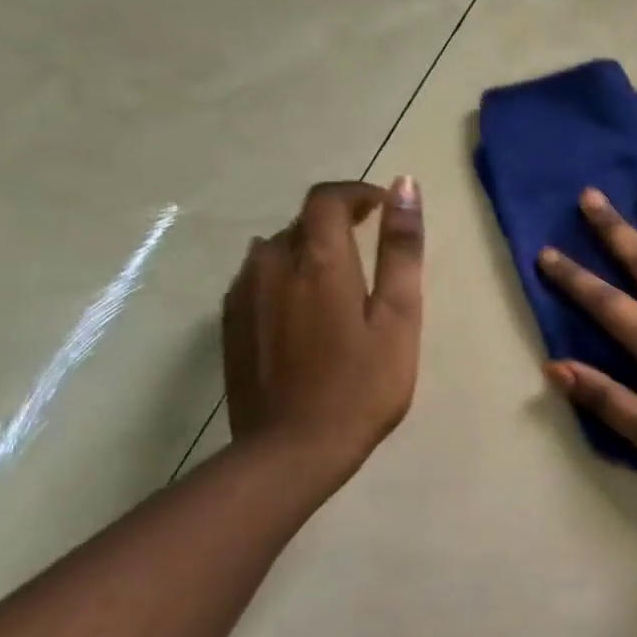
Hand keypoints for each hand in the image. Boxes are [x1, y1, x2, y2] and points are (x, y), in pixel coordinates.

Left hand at [222, 177, 424, 485]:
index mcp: (319, 260)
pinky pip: (255, 278)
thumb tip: (405, 185)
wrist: (292, 451)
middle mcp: (272, 266)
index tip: (383, 208)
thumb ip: (401, 249)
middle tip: (371, 247)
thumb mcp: (399, 315)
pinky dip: (283, 275)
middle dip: (337, 222)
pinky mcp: (230, 326)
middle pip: (301, 222)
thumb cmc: (362, 384)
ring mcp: (244, 297)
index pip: (327, 198)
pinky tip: (302, 309)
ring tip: (337, 279)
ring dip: (307, 248)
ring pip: (274, 249)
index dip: (356, 193)